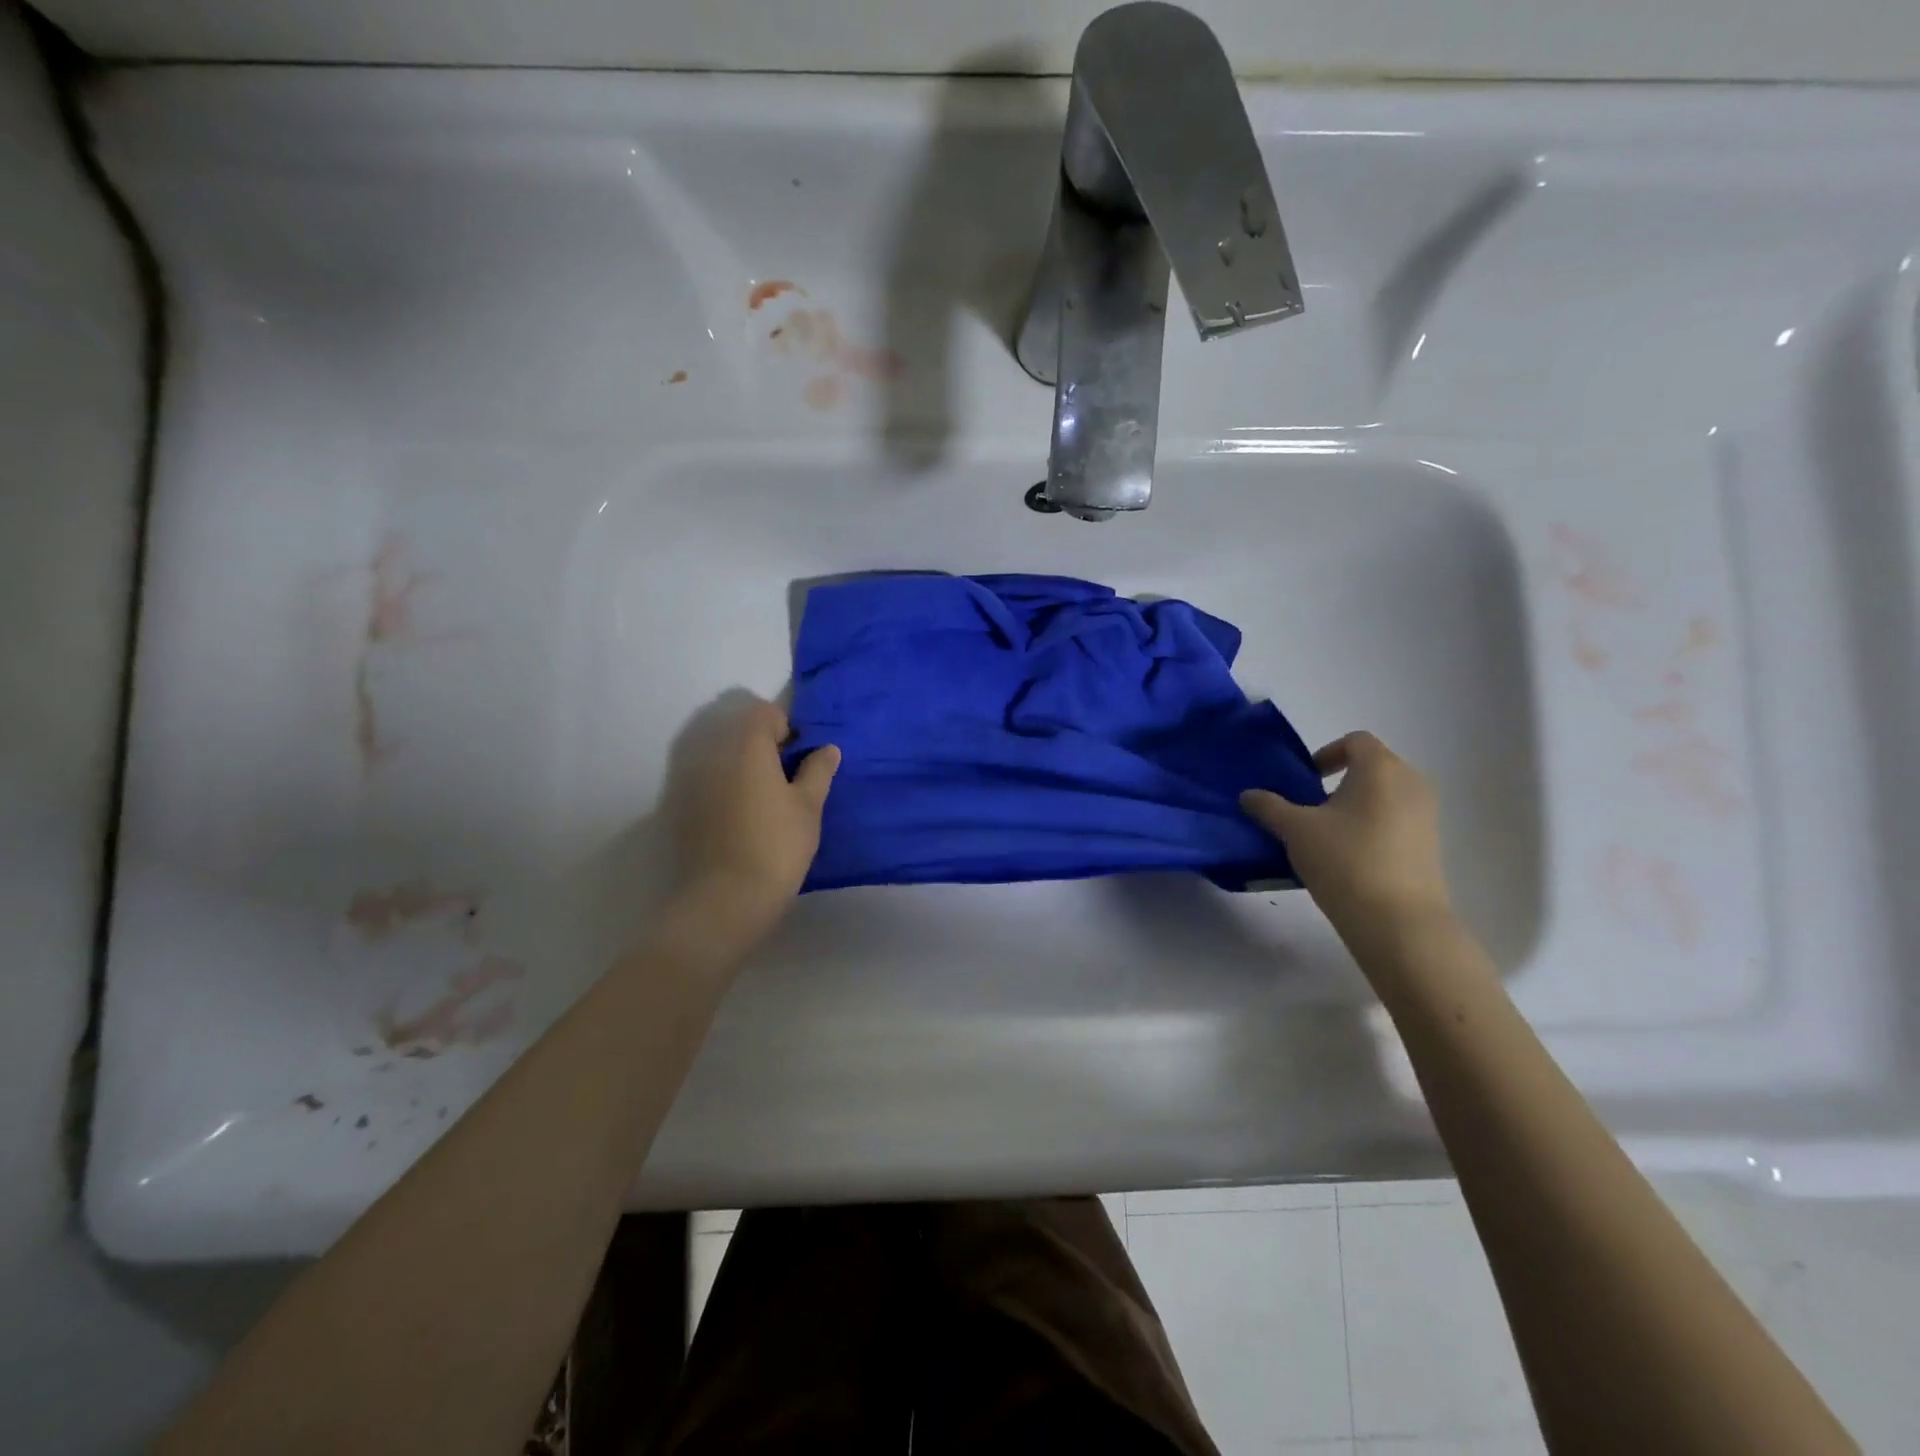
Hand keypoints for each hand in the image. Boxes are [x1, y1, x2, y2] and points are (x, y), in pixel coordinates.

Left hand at [671, 696, 838, 926]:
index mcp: (746, 743)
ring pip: (719, 751)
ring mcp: (689, 776)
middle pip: (737, 727)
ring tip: (764, 793)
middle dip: (762, 741)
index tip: (801, 757)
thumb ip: (818, 771)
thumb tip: (827, 748)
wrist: (724, 898)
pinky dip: (722, 781)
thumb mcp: (808, 806)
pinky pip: (704, 776)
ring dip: (741, 760)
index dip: (787, 728)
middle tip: (786, 774)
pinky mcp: (678, 803)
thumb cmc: (776, 845)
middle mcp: (712, 750)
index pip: (765, 712)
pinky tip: (740, 812)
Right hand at [1241, 732, 1450, 931]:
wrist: (1398, 921)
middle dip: (1340, 782)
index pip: (1355, 741)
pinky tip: (1350, 858)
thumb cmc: (1344, 860)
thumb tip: (1248, 795)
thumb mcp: (1295, 830)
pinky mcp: (1431, 845)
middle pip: (1373, 767)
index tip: (1306, 780)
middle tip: (1310, 808)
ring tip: (1327, 836)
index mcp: (1381, 768)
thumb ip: (1269, 806)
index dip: (1327, 753)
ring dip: (1355, 806)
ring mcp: (1427, 815)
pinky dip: (1373, 828)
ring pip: (1385, 796)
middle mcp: (1411, 783)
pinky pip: (1397, 821)